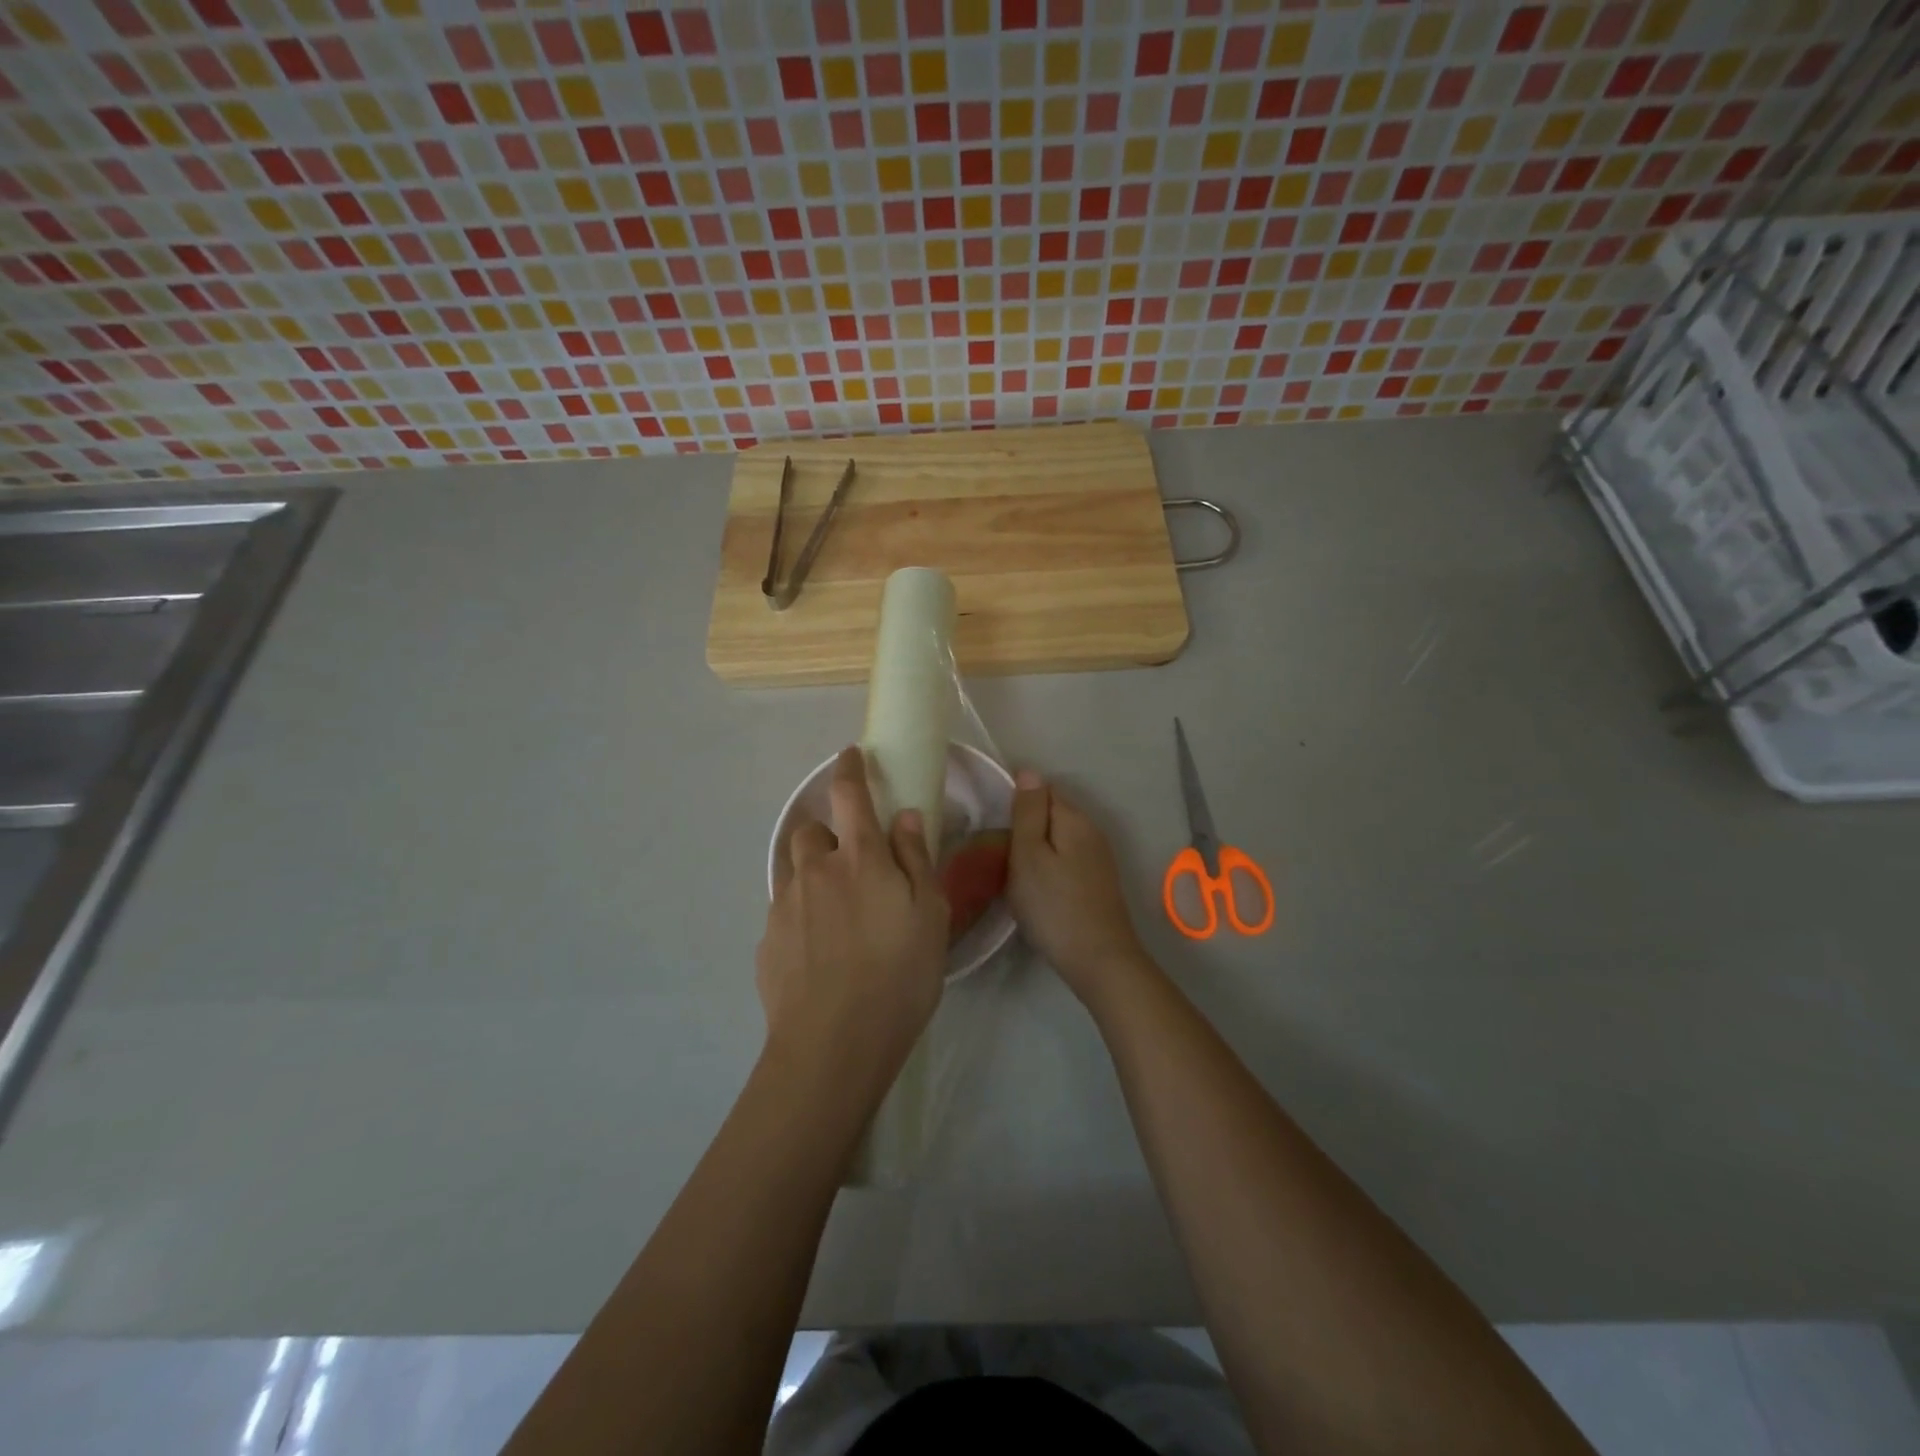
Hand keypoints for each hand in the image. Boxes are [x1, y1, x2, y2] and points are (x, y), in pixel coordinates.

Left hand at [757, 747, 948, 1100]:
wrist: (834, 1043)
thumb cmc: (899, 975)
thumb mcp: (930, 915)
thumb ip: (916, 860)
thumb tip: (903, 817)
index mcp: (860, 858)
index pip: (849, 794)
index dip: (849, 769)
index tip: (851, 756)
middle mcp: (816, 871)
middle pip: (811, 830)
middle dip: (828, 834)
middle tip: (852, 865)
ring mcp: (785, 905)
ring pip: (793, 869)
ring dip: (811, 872)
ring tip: (835, 909)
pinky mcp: (767, 940)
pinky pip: (784, 910)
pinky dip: (800, 913)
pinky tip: (819, 949)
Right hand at [1008, 770, 1149, 1007]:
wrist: (1099, 960)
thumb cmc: (1054, 906)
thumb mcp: (1029, 854)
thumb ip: (1028, 812)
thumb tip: (1029, 771)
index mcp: (1074, 818)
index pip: (1042, 790)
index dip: (1016, 805)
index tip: (996, 831)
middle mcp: (1092, 830)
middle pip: (1051, 814)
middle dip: (1025, 829)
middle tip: (1000, 857)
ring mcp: (1098, 858)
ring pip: (1058, 840)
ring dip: (1036, 851)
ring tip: (1014, 876)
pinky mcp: (1098, 882)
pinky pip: (1066, 860)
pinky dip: (1049, 869)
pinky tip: (1038, 891)